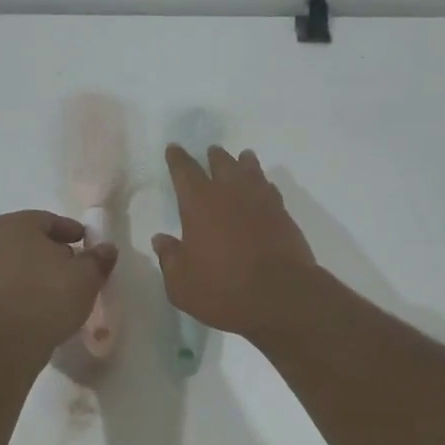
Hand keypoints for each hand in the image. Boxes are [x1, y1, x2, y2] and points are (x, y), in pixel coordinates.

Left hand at [0, 211, 117, 355]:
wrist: (8, 342)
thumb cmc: (49, 296)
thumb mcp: (86, 276)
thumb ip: (98, 258)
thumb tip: (107, 249)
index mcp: (15, 224)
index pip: (49, 221)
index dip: (72, 232)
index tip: (87, 245)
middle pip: (30, 240)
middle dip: (53, 251)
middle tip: (76, 266)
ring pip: (17, 263)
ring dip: (38, 271)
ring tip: (60, 288)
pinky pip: (7, 285)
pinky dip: (24, 288)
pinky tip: (41, 303)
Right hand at [152, 145, 317, 339]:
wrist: (281, 295)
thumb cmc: (223, 289)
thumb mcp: (181, 283)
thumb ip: (169, 258)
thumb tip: (161, 239)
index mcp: (199, 203)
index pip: (184, 171)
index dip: (177, 159)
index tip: (174, 148)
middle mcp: (230, 193)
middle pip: (221, 164)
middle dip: (213, 157)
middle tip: (211, 151)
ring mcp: (260, 201)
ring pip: (250, 171)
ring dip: (243, 162)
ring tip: (243, 157)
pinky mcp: (283, 214)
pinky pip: (270, 189)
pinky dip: (263, 184)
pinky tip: (263, 188)